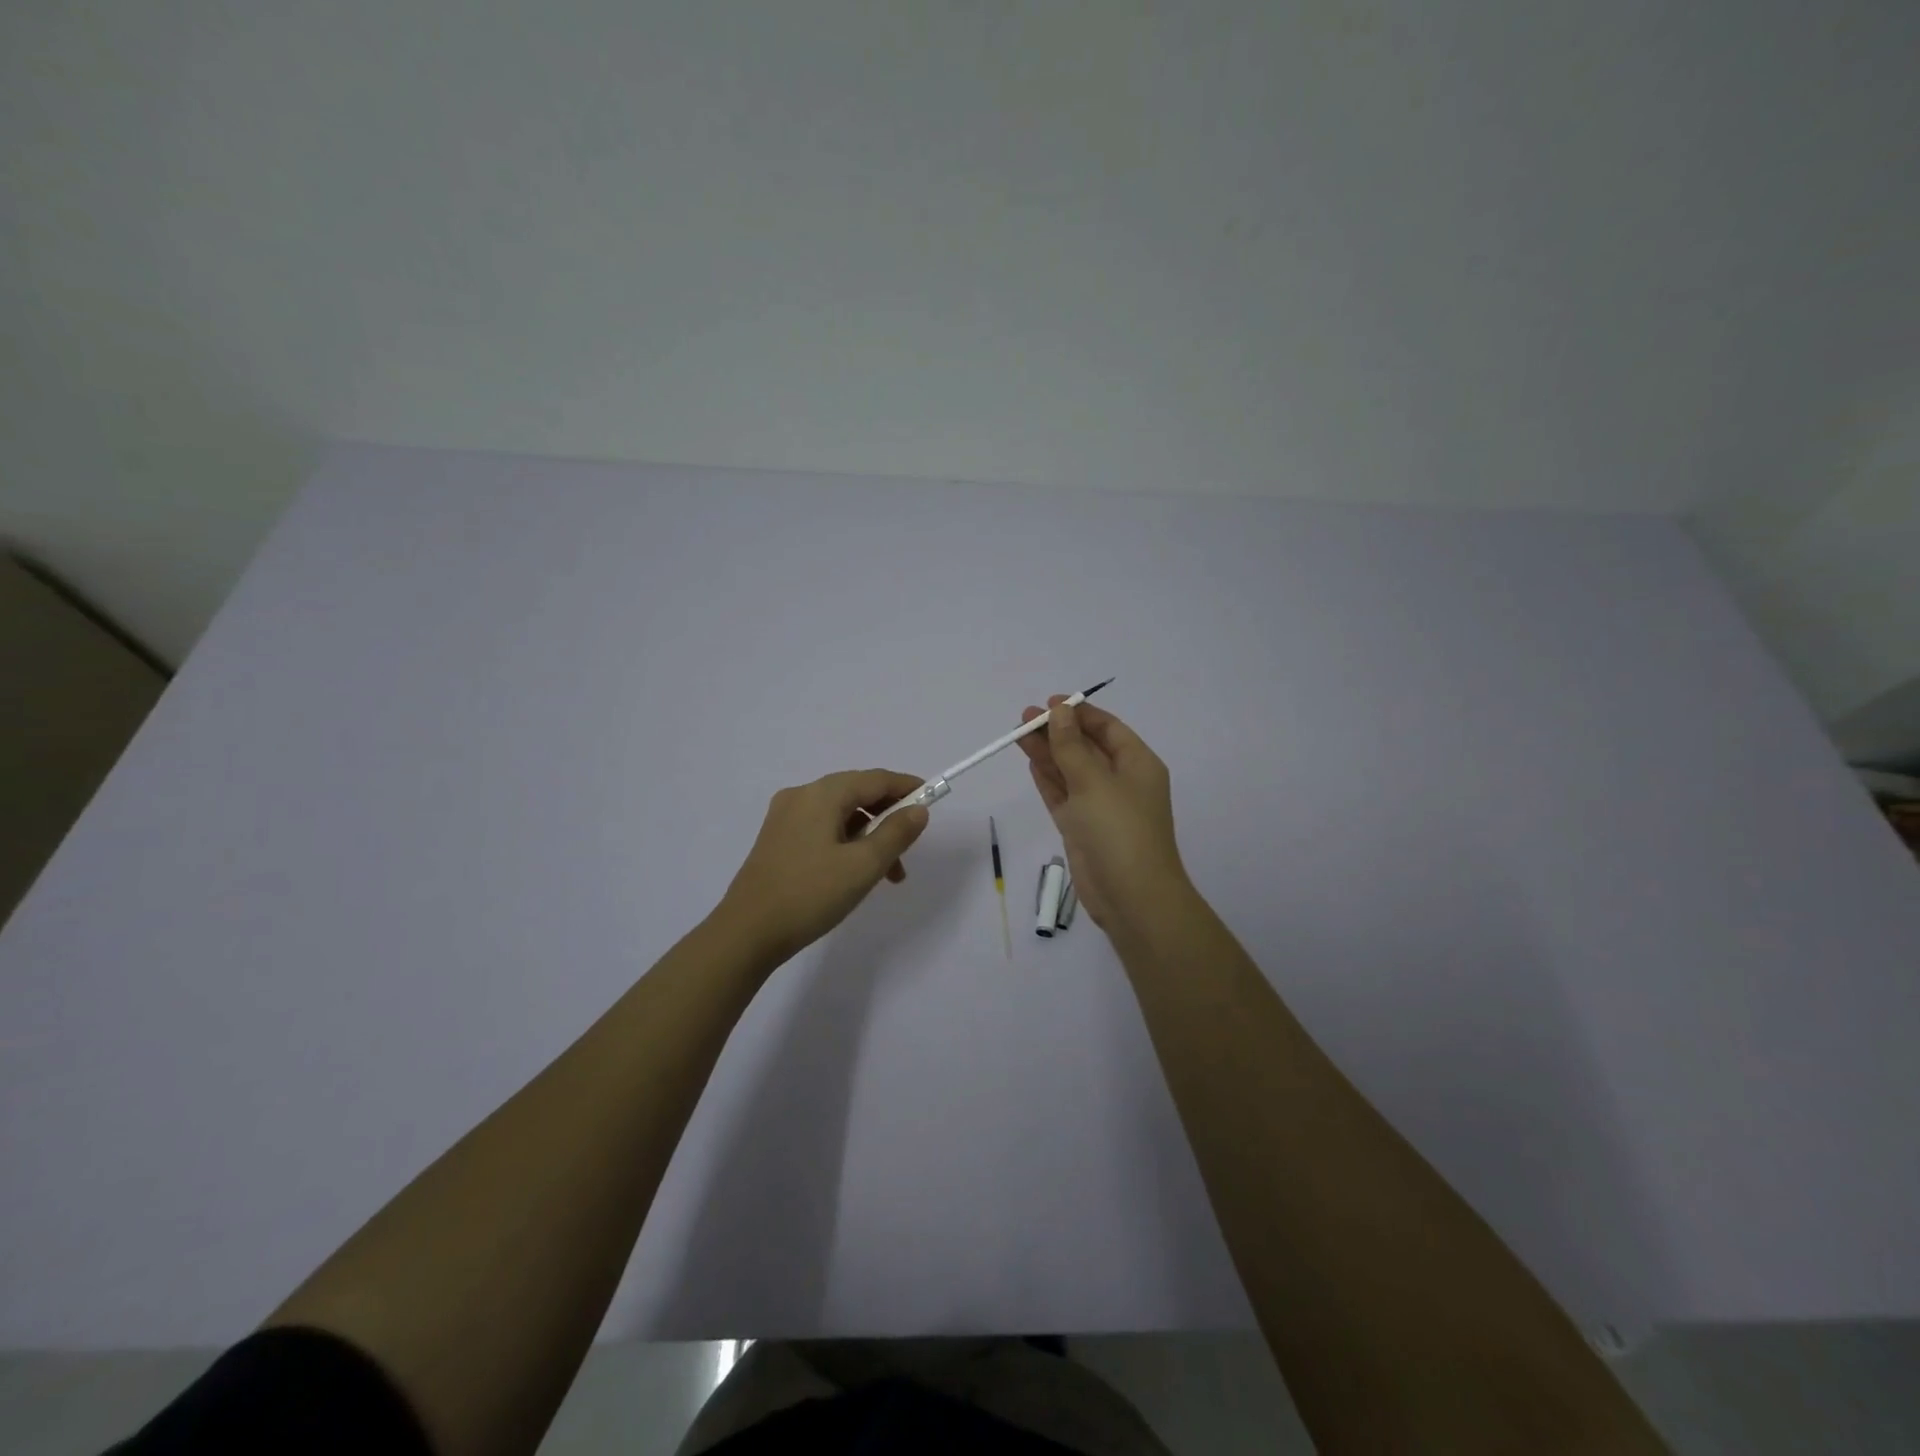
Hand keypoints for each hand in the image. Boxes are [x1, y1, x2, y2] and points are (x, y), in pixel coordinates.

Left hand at [717, 769, 929, 964]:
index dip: (906, 786)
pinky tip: (854, 873)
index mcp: (822, 794)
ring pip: (840, 814)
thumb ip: (896, 833)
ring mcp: (784, 817)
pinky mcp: (777, 839)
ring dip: (869, 836)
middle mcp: (801, 796)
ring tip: (887, 875)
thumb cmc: (810, 895)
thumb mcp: (863, 866)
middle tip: (909, 848)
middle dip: (888, 817)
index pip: (875, 779)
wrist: (746, 933)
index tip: (932, 799)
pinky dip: (846, 842)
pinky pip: (822, 828)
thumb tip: (918, 809)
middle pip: (857, 794)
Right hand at [1017, 697, 1188, 930]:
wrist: (1131, 896)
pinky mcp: (1082, 828)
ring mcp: (1100, 806)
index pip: (1107, 728)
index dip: (1079, 713)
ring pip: (1070, 771)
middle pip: (1085, 747)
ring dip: (1047, 753)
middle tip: (1023, 718)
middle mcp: (1120, 781)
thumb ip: (1071, 746)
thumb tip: (1059, 711)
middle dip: (1057, 731)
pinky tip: (1030, 762)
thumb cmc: (1119, 830)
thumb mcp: (1093, 781)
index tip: (1049, 702)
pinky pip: (1063, 795)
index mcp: (1137, 764)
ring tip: (1017, 735)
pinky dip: (1048, 779)